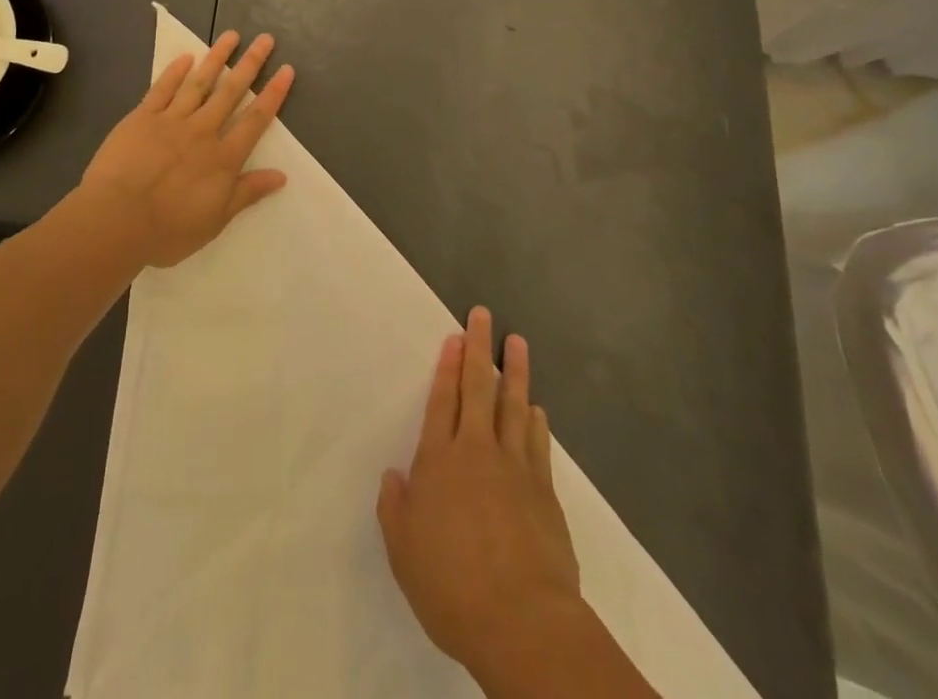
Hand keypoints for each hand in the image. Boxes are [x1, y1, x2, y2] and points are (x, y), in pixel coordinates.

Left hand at [82, 31, 294, 267]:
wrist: (116, 220)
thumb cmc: (168, 229)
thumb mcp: (215, 220)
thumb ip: (247, 193)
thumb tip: (281, 175)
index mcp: (223, 158)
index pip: (255, 120)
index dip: (273, 94)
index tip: (286, 70)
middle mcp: (202, 131)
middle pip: (231, 92)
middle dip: (250, 64)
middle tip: (265, 39)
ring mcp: (171, 121)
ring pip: (199, 83)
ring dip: (216, 58)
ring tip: (231, 36)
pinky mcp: (142, 118)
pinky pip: (162, 89)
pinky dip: (174, 72)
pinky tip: (185, 57)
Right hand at [378, 309, 583, 681]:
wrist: (522, 621)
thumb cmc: (451, 587)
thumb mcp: (404, 553)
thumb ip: (395, 509)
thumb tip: (393, 475)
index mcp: (438, 462)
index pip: (441, 401)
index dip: (446, 367)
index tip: (453, 338)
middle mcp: (476, 452)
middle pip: (477, 388)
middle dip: (478, 348)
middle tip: (482, 316)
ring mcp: (514, 467)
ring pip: (513, 405)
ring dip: (514, 371)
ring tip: (516, 342)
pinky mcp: (544, 490)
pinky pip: (536, 442)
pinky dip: (535, 419)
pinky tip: (536, 407)